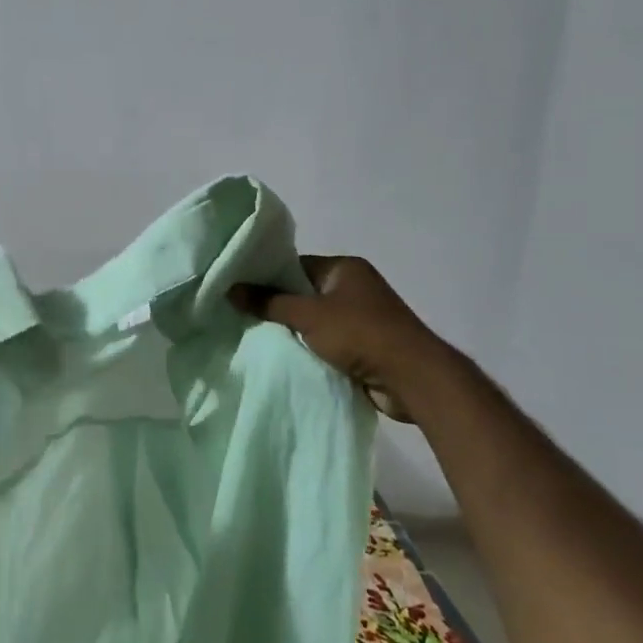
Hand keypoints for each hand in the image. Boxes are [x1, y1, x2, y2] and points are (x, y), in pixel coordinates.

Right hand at [230, 255, 447, 421]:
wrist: (411, 377)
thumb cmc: (360, 333)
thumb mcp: (308, 315)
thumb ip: (268, 302)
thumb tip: (230, 289)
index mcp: (345, 267)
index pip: (296, 265)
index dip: (268, 277)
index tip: (241, 291)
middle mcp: (355, 287)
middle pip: (304, 292)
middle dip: (278, 306)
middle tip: (243, 316)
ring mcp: (362, 317)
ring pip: (315, 320)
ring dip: (294, 331)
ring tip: (258, 337)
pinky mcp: (366, 345)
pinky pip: (328, 342)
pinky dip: (311, 348)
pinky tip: (286, 357)